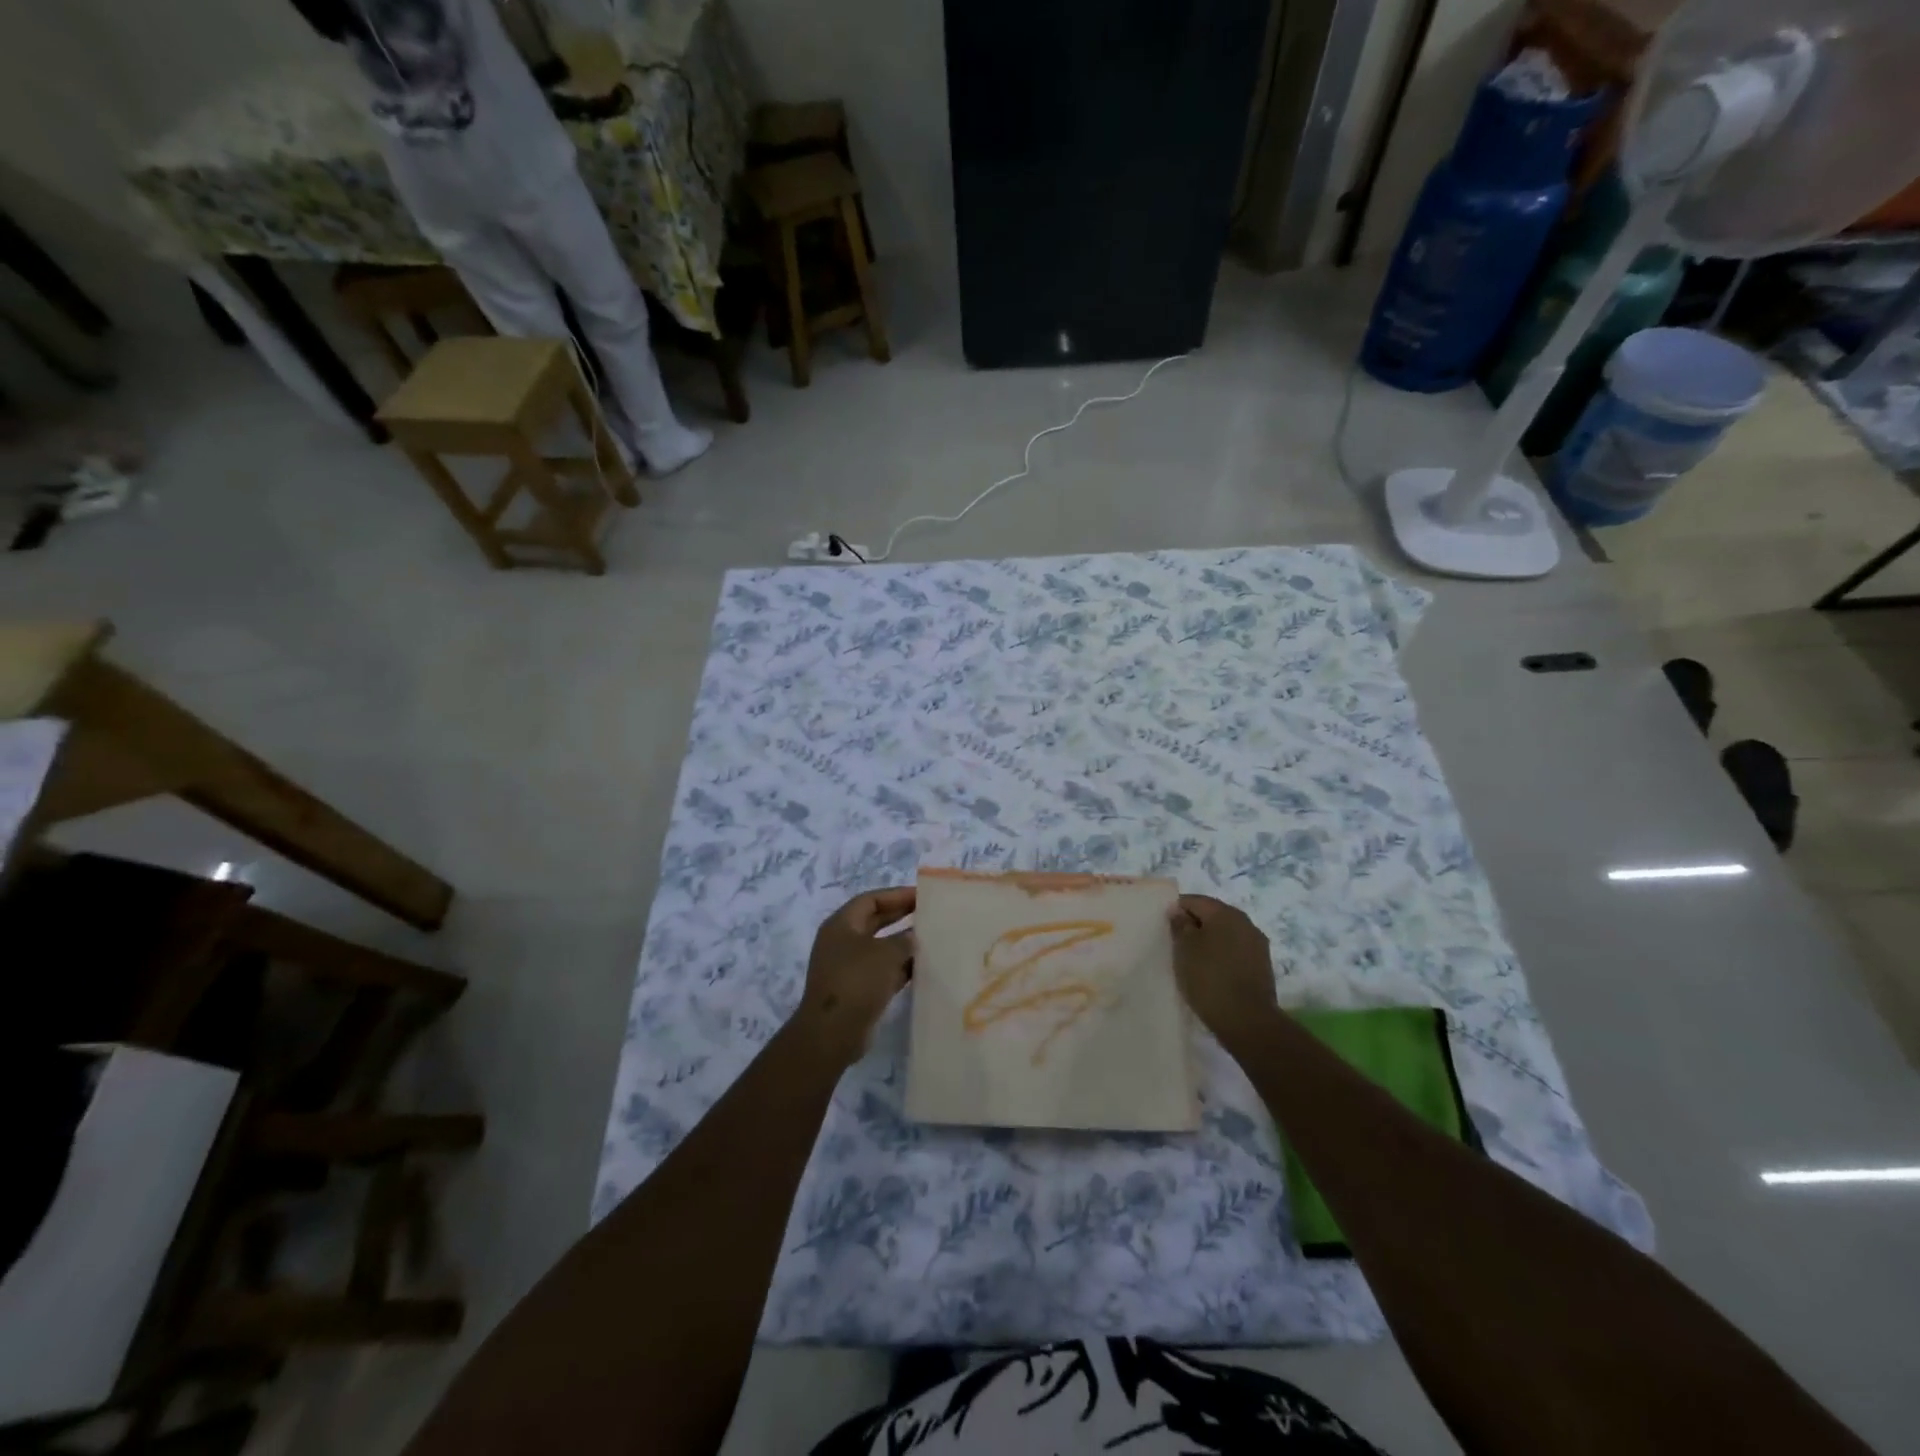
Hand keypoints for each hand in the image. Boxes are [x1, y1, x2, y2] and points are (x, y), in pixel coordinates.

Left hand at [792, 887, 915, 1066]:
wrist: (832, 1033)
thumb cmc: (856, 981)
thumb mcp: (885, 954)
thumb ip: (904, 940)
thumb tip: (914, 937)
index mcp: (841, 925)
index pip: (871, 900)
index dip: (896, 895)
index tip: (922, 895)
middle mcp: (843, 942)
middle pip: (875, 921)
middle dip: (902, 916)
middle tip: (930, 913)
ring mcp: (849, 967)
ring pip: (881, 948)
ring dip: (904, 944)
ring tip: (933, 939)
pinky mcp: (858, 990)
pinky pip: (883, 971)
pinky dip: (901, 968)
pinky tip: (924, 968)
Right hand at [1168, 894, 1280, 1050]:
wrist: (1247, 1021)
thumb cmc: (1209, 978)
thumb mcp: (1184, 948)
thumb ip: (1180, 925)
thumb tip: (1179, 911)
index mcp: (1225, 912)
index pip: (1194, 900)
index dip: (1176, 909)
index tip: (1163, 926)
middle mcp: (1245, 922)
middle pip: (1212, 915)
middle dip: (1193, 925)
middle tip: (1175, 942)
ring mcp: (1257, 944)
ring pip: (1225, 934)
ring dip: (1208, 941)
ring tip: (1191, 959)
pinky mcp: (1261, 965)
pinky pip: (1235, 951)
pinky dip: (1221, 955)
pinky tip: (1210, 971)